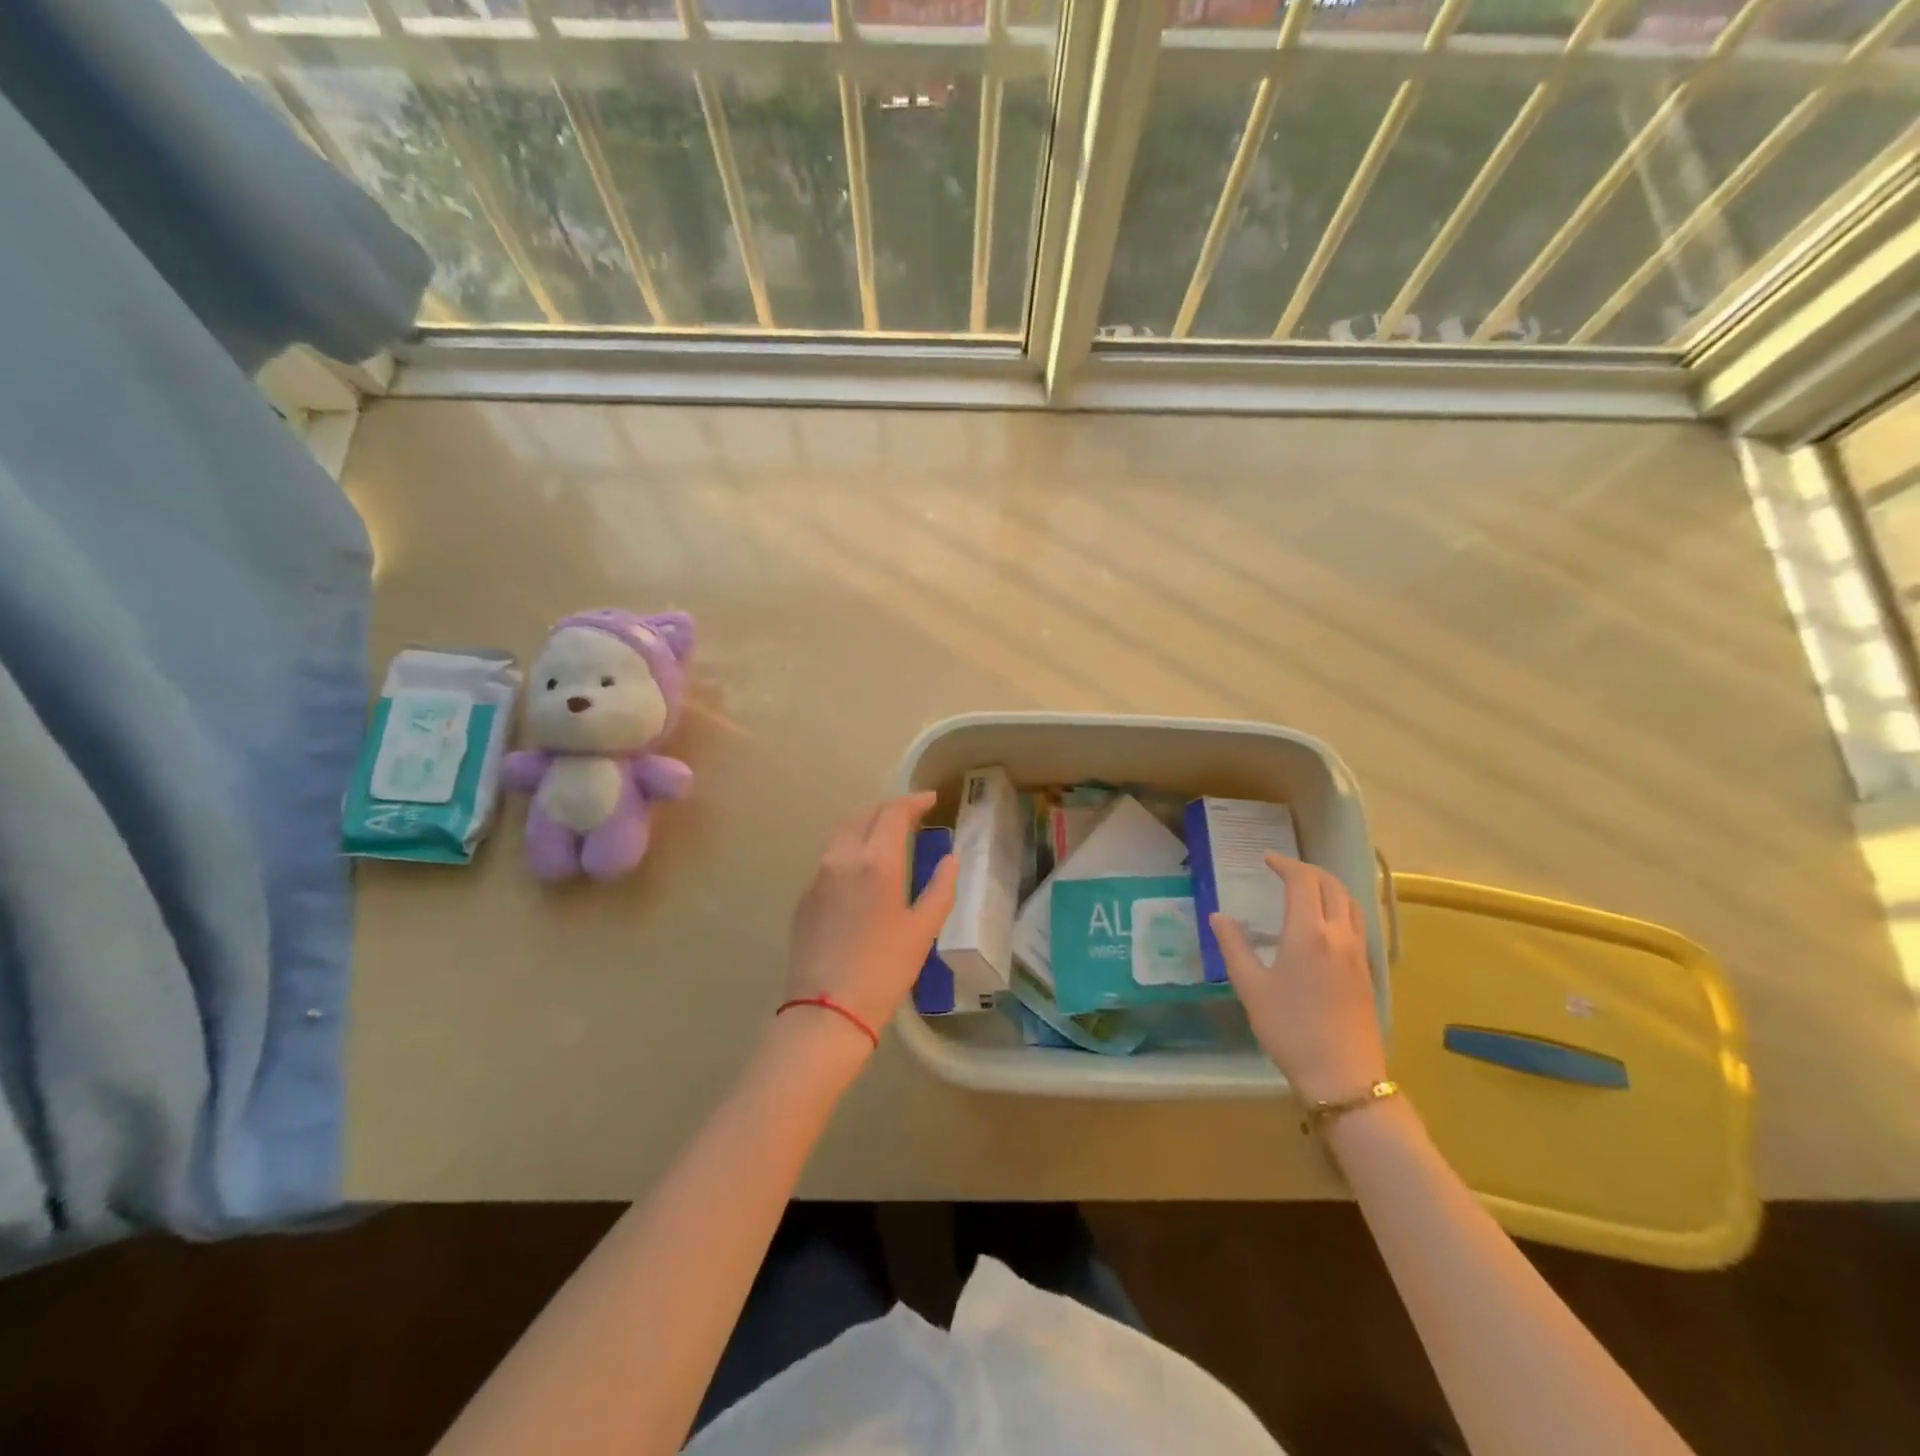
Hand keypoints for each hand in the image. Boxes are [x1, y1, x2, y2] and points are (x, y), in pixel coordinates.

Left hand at [784, 792, 957, 1043]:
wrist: (825, 1011)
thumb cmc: (884, 971)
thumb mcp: (922, 931)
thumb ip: (940, 888)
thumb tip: (950, 860)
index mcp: (876, 862)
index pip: (893, 813)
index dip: (913, 801)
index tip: (931, 800)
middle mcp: (842, 858)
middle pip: (865, 815)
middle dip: (890, 809)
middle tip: (913, 815)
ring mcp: (818, 875)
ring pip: (843, 832)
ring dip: (868, 824)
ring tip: (889, 835)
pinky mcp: (805, 896)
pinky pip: (831, 856)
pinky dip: (851, 847)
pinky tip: (864, 867)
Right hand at [1210, 854, 1385, 1104]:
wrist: (1342, 1076)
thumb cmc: (1289, 1029)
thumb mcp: (1251, 987)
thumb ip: (1233, 946)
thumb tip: (1218, 916)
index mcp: (1308, 933)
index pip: (1302, 881)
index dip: (1284, 864)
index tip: (1265, 859)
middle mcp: (1339, 935)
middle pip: (1332, 886)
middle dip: (1308, 870)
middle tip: (1283, 870)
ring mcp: (1358, 953)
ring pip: (1350, 903)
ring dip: (1329, 887)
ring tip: (1306, 890)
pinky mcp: (1367, 971)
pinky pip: (1358, 923)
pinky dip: (1340, 908)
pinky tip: (1324, 924)